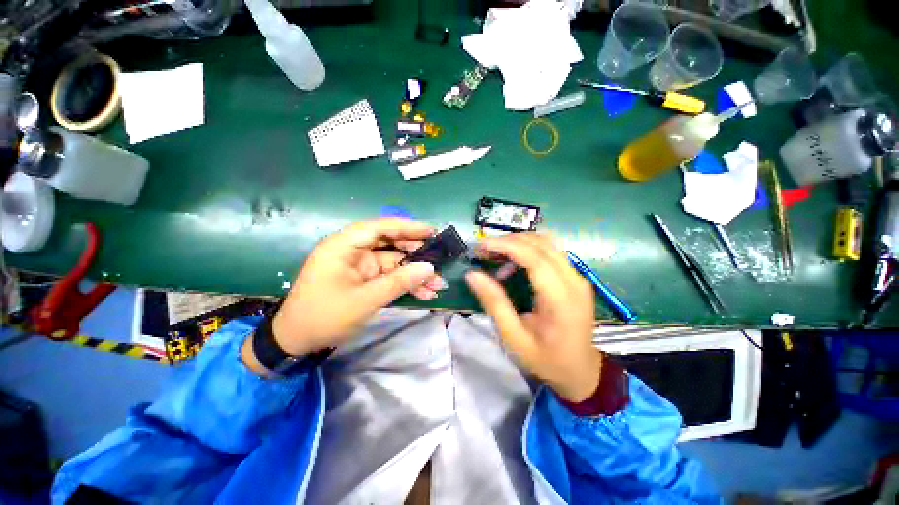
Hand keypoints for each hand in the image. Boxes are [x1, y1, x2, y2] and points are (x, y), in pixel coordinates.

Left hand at [269, 218, 444, 356]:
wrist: (297, 342)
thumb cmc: (323, 317)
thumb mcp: (364, 300)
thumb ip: (398, 283)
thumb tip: (429, 268)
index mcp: (343, 245)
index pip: (379, 227)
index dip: (407, 227)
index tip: (431, 231)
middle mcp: (353, 251)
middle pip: (390, 243)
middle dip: (415, 252)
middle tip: (439, 258)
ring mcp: (360, 266)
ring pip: (394, 263)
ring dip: (415, 274)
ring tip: (437, 284)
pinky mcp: (365, 280)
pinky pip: (390, 277)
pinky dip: (406, 285)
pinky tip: (424, 294)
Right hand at [464, 233, 601, 402]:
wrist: (581, 370)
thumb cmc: (546, 359)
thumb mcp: (514, 337)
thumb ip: (494, 304)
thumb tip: (473, 275)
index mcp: (561, 300)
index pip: (535, 259)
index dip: (506, 246)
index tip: (481, 244)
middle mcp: (574, 281)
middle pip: (541, 244)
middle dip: (508, 241)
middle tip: (483, 251)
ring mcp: (577, 276)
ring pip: (547, 242)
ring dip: (517, 242)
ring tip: (494, 255)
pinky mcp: (574, 276)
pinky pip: (550, 251)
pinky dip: (527, 249)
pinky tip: (512, 263)